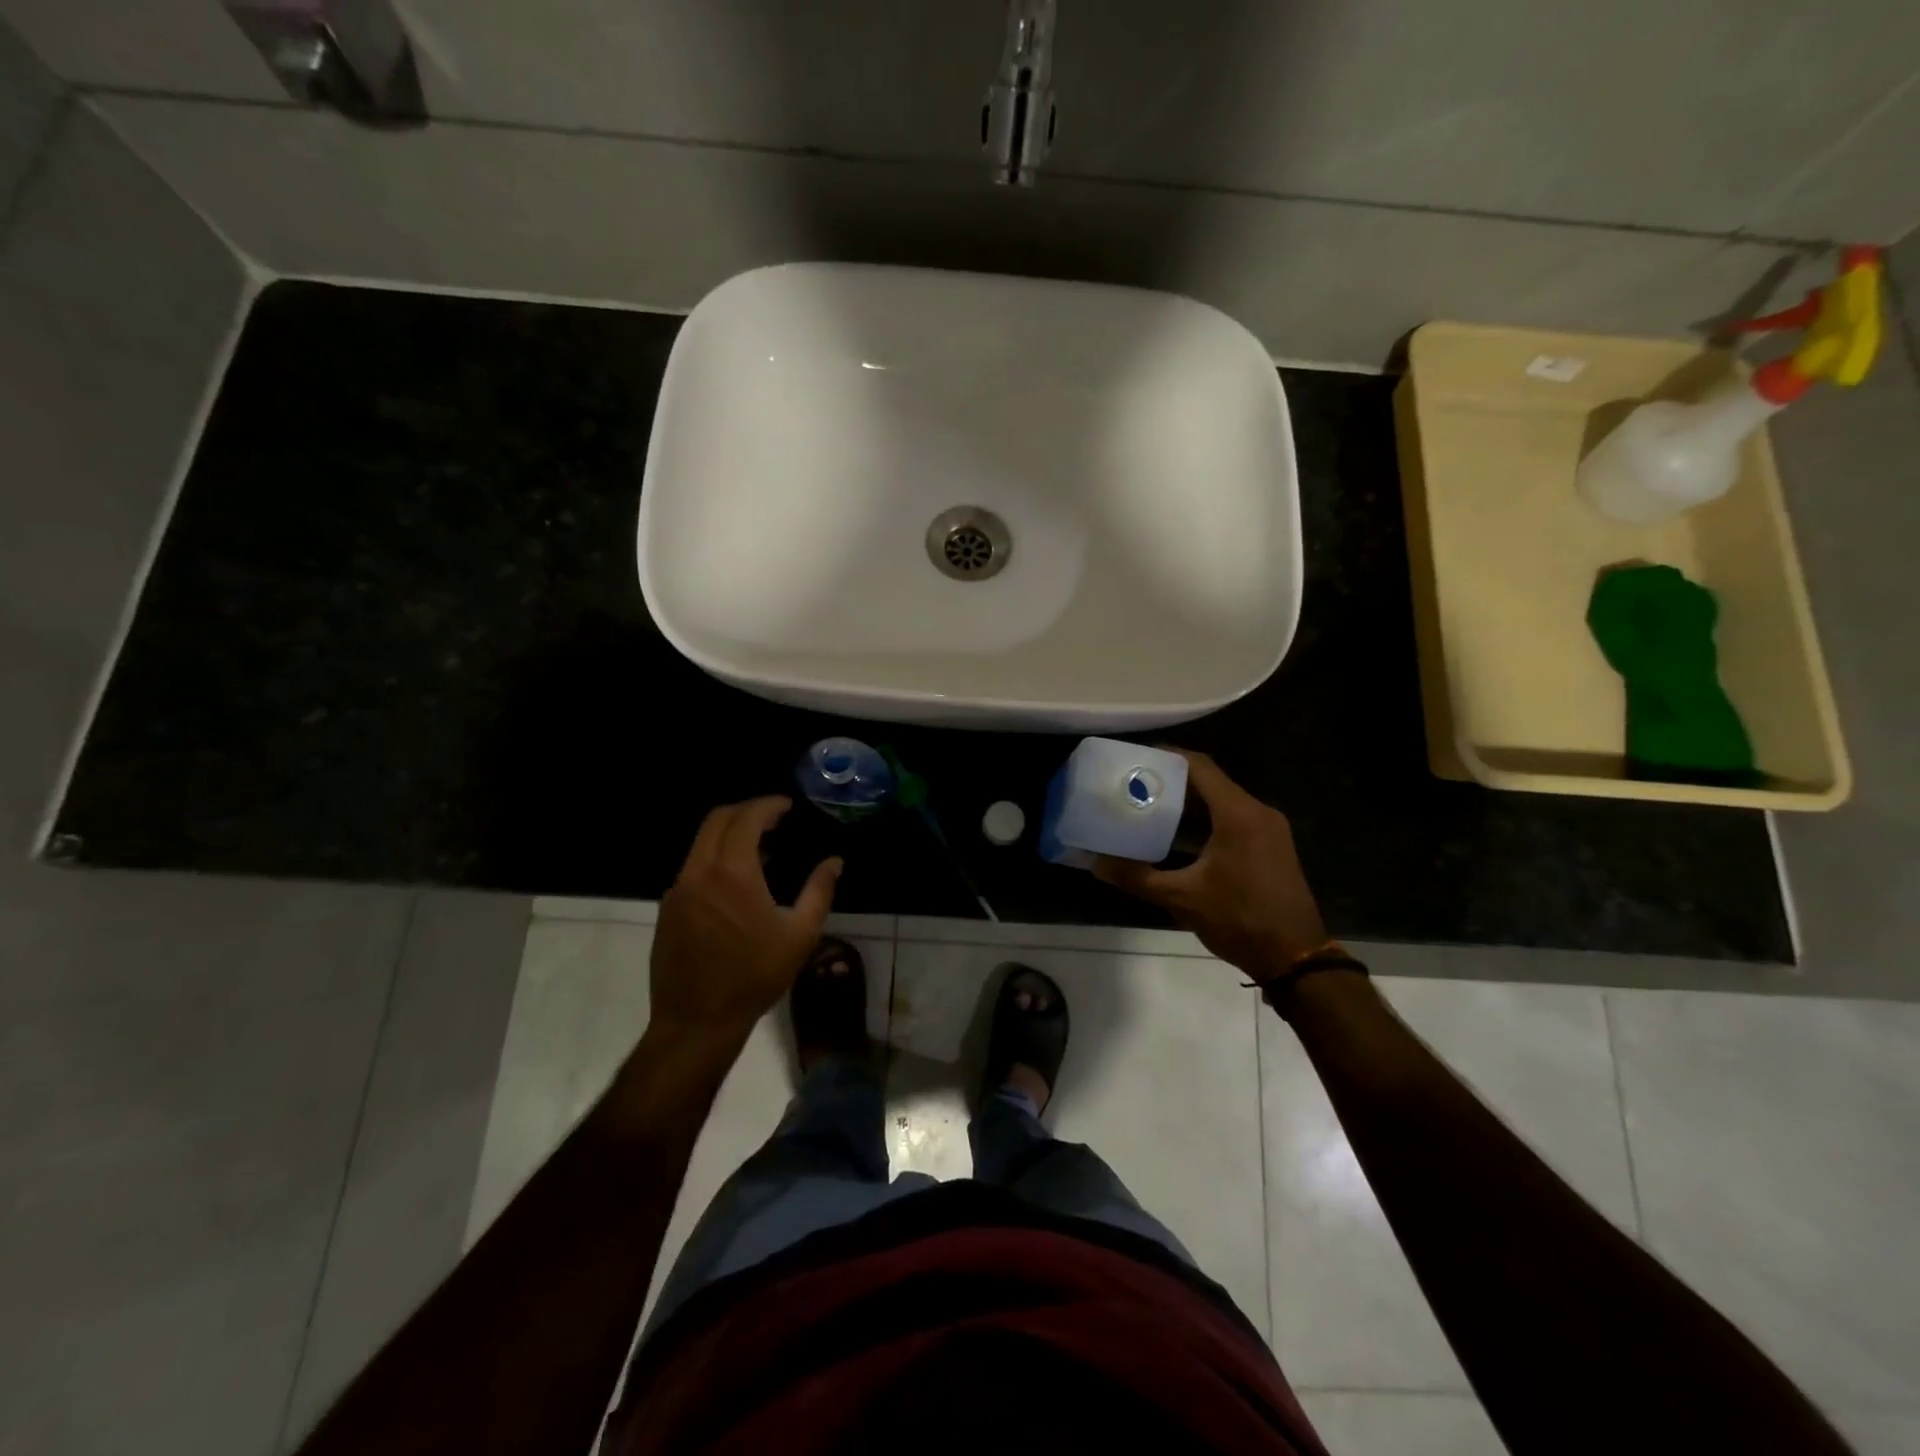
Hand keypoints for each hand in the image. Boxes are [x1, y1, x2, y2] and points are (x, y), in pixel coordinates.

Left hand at [649, 797, 841, 1049]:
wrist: (697, 1020)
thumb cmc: (754, 976)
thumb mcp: (800, 935)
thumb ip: (819, 891)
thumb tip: (834, 862)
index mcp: (732, 873)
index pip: (746, 818)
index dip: (768, 805)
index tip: (787, 806)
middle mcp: (699, 872)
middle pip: (717, 820)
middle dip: (746, 811)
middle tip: (774, 818)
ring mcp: (678, 890)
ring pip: (701, 843)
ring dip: (729, 835)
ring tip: (760, 849)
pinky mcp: (668, 908)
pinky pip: (693, 867)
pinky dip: (715, 859)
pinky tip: (735, 884)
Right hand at [1095, 751, 1327, 980]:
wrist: (1295, 958)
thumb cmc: (1239, 919)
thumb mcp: (1182, 898)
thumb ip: (1137, 877)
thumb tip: (1096, 864)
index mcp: (1238, 814)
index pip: (1200, 767)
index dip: (1168, 756)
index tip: (1137, 758)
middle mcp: (1257, 812)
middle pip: (1210, 782)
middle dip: (1172, 782)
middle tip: (1135, 785)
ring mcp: (1268, 830)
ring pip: (1222, 803)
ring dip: (1188, 805)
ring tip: (1148, 809)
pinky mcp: (1271, 848)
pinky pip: (1233, 821)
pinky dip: (1205, 823)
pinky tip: (1176, 839)